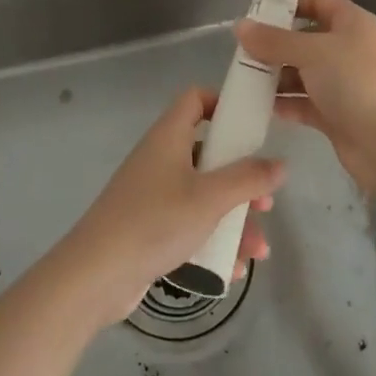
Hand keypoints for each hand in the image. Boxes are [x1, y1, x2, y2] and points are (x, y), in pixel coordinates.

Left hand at [53, 87, 285, 328]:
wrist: (96, 275)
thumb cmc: (155, 221)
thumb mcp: (210, 198)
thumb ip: (248, 179)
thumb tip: (280, 164)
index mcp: (169, 137)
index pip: (195, 100)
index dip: (223, 104)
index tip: (251, 126)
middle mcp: (160, 159)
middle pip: (208, 155)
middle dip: (241, 180)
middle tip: (264, 201)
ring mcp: (153, 195)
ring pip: (202, 197)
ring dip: (233, 220)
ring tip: (258, 251)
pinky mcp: (149, 228)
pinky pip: (188, 226)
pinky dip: (211, 241)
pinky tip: (232, 269)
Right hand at [236, 0, 375, 191]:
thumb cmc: (353, 81)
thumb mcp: (310, 52)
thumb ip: (273, 40)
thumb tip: (240, 26)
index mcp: (351, 23)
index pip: (318, 1)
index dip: (290, 4)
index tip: (257, 13)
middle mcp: (348, 49)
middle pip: (305, 38)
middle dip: (274, 44)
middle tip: (241, 51)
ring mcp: (343, 83)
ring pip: (302, 72)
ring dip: (276, 76)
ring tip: (243, 79)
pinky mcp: (336, 114)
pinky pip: (304, 102)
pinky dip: (285, 102)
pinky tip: (258, 105)